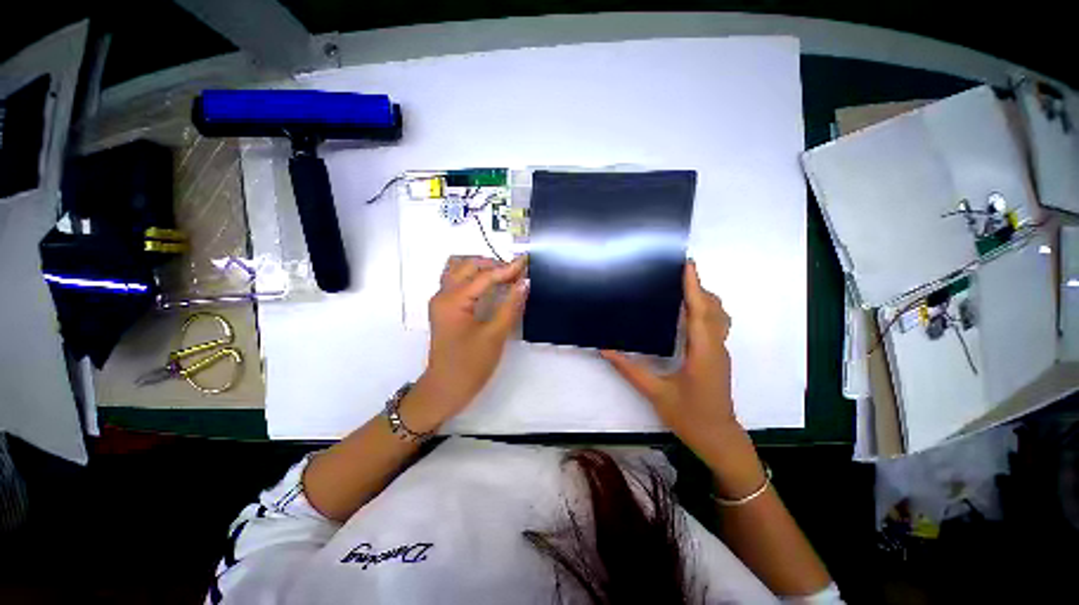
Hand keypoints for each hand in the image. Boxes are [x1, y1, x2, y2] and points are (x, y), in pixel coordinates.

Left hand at [405, 255, 528, 430]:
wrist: (445, 389)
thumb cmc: (470, 365)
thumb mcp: (495, 335)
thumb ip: (510, 305)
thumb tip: (525, 282)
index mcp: (453, 300)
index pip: (484, 276)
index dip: (507, 269)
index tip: (526, 261)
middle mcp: (443, 294)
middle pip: (467, 266)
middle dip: (493, 264)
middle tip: (516, 270)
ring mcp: (441, 301)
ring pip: (458, 269)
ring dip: (480, 266)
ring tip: (502, 273)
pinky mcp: (444, 308)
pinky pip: (456, 280)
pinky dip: (472, 275)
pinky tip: (487, 283)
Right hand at [601, 261, 741, 459]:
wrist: (718, 437)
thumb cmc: (689, 416)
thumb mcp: (656, 393)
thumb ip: (630, 369)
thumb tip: (606, 350)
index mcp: (702, 353)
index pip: (699, 312)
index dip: (694, 287)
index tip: (688, 265)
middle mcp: (715, 347)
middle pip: (713, 309)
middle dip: (698, 287)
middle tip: (677, 273)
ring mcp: (720, 351)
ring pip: (718, 316)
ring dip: (704, 298)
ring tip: (682, 288)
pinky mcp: (718, 356)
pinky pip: (716, 325)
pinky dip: (705, 310)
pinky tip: (688, 313)